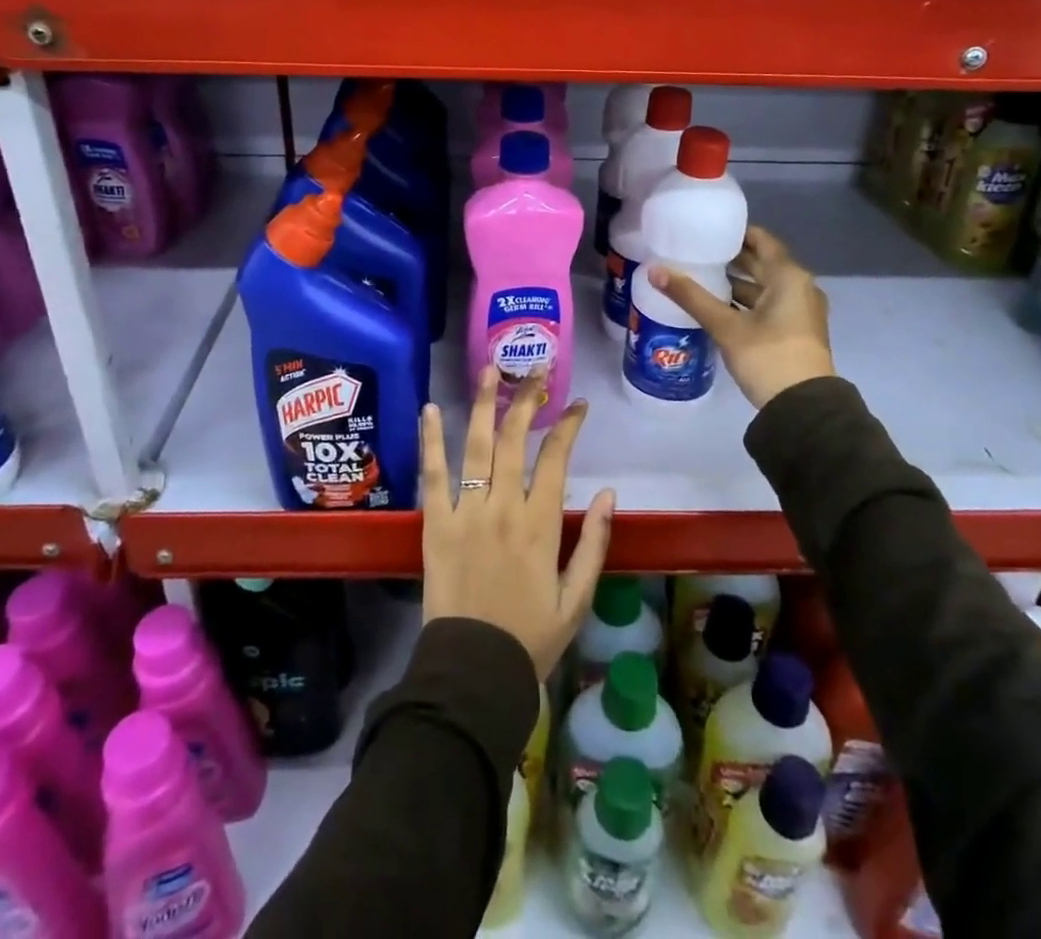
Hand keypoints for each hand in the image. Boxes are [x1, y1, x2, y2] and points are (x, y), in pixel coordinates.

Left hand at [419, 367, 616, 679]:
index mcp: (541, 525)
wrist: (473, 673)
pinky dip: (431, 440)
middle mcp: (503, 507)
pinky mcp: (435, 524)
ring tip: (490, 369)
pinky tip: (429, 409)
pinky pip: (432, 474)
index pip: (557, 458)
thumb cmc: (531, 638)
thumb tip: (611, 493)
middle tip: (535, 368)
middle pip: (514, 439)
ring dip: (484, 403)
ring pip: (476, 445)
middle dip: (527, 398)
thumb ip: (596, 543)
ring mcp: (466, 512)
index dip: (568, 425)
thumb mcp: (578, 598)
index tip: (577, 404)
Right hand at [647, 225, 836, 408]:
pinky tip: (719, 307)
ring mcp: (800, 311)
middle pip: (763, 263)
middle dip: (732, 258)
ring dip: (737, 282)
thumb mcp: (726, 326)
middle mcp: (800, 287)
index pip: (762, 240)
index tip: (708, 230)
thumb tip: (654, 271)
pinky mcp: (795, 331)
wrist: (803, 407)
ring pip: (764, 287)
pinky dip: (746, 302)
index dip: (736, 232)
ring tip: (702, 278)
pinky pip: (768, 305)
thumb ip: (691, 297)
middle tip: (697, 252)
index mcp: (789, 277)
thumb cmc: (767, 356)